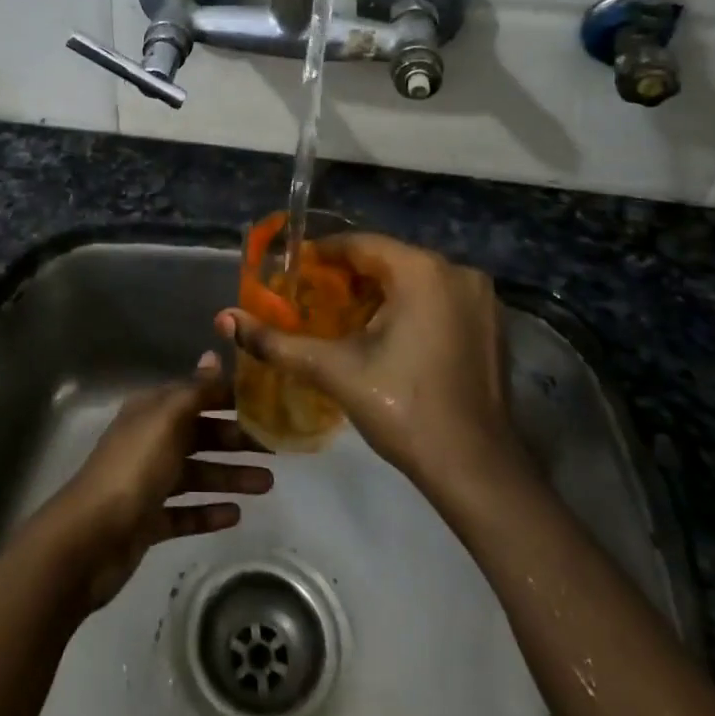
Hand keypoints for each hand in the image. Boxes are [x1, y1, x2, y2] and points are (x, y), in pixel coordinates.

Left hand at [36, 352, 272, 611]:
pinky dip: (208, 512)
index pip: (195, 395)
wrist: (89, 539)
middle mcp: (149, 441)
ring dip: (229, 476)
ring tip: (267, 485)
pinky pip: (184, 512)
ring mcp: (147, 483)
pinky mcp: (147, 521)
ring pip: (196, 474)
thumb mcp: (166, 421)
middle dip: (235, 440)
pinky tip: (236, 515)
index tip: (267, 402)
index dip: (227, 397)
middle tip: (275, 449)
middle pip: (199, 435)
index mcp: (151, 412)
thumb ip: (193, 391)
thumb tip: (212, 355)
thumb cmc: (133, 469)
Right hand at [215, 234, 526, 495]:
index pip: (359, 245)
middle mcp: (456, 271)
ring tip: (338, 318)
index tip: (290, 273)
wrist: (478, 470)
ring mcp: (480, 298)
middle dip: (346, 277)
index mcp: (421, 270)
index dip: (320, 256)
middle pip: (386, 260)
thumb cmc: (404, 410)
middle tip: (309, 299)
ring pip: (413, 280)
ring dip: (376, 293)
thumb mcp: (334, 370)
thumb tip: (224, 320)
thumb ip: (277, 342)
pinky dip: (407, 307)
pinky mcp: (490, 324)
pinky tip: (383, 336)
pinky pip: (437, 299)